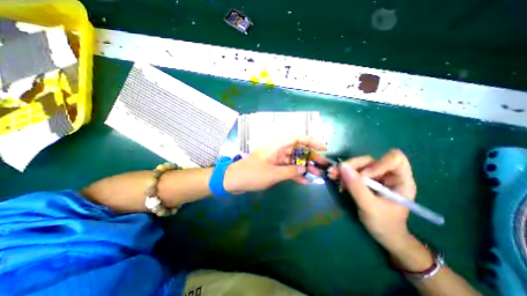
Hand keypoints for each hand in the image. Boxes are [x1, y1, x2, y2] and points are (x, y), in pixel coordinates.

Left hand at [225, 135, 328, 192]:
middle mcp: (278, 150)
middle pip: (298, 150)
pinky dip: (295, 173)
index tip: (322, 148)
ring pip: (293, 160)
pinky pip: (287, 168)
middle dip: (310, 157)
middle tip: (322, 165)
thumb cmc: (252, 174)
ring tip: (317, 174)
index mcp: (277, 146)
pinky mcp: (273, 167)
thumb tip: (304, 169)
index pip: (297, 138)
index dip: (311, 141)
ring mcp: (276, 159)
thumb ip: (290, 171)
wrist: (234, 180)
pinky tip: (304, 181)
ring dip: (304, 166)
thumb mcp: (273, 174)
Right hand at [328, 150, 416, 248]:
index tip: (363, 176)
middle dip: (352, 166)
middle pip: (369, 160)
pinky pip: (353, 171)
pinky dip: (343, 174)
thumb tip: (342, 166)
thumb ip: (357, 187)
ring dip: (344, 169)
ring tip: (333, 176)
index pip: (394, 159)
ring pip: (358, 164)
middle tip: (336, 173)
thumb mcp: (370, 207)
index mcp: (400, 180)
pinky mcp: (365, 180)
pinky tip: (337, 180)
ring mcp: (375, 177)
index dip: (378, 164)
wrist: (384, 236)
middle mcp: (388, 174)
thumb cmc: (384, 224)